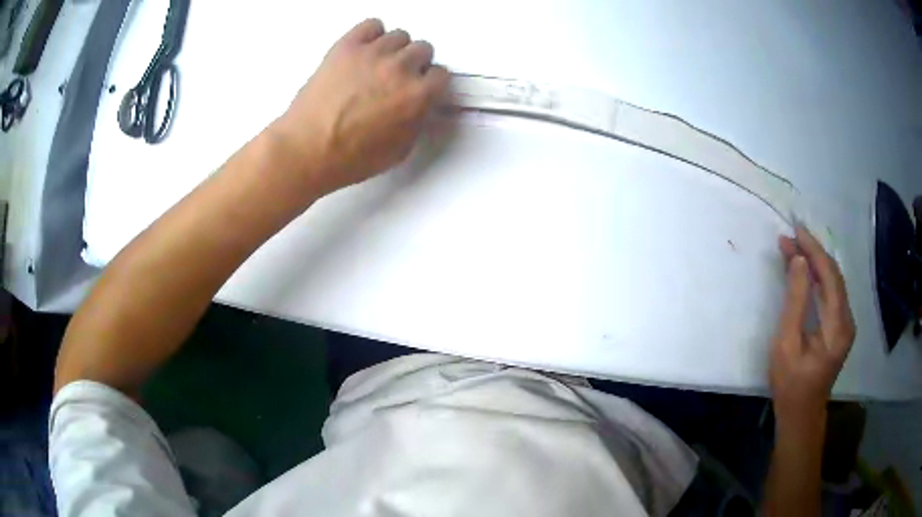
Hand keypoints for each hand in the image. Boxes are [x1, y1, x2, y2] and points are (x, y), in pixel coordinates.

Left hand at [270, 19, 449, 196]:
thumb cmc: (350, 158)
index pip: (441, 74)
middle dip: (415, 63)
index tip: (420, 87)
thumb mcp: (399, 151)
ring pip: (399, 35)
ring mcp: (373, 54)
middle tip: (397, 77)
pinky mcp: (347, 46)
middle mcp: (400, 68)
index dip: (430, 82)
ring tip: (377, 65)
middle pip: (423, 49)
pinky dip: (372, 34)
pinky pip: (372, 24)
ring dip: (394, 49)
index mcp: (418, 96)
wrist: (307, 149)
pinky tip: (363, 51)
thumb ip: (417, 121)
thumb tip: (419, 106)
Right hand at [770, 226, 855, 425]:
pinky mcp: (841, 327)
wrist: (801, 414)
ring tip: (794, 249)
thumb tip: (798, 261)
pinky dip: (818, 278)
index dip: (813, 251)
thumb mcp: (787, 345)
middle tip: (790, 238)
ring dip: (815, 263)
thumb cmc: (790, 384)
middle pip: (834, 276)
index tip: (794, 232)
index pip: (829, 276)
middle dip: (813, 253)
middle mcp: (847, 320)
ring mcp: (846, 324)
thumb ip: (795, 302)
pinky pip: (831, 293)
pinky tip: (805, 272)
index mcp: (838, 326)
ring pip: (833, 282)